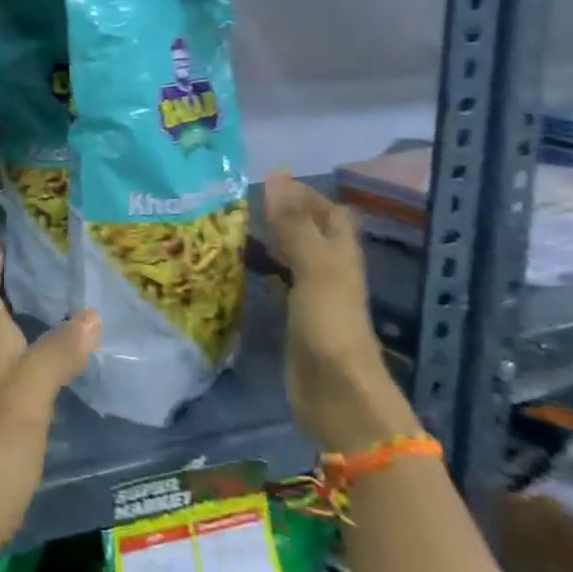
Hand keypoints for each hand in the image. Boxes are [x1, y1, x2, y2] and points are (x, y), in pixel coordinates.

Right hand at [261, 175, 415, 452]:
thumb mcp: (313, 268)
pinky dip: (261, 273)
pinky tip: (237, 271)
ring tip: (231, 231)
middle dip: (282, 216)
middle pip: (310, 234)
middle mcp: (330, 272)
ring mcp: (314, 298)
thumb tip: (275, 177)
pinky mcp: (296, 322)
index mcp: (341, 255)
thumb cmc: (330, 325)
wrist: (337, 395)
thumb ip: (293, 225)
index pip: (330, 212)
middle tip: (240, 205)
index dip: (305, 195)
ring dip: (268, 244)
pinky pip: (278, 287)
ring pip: (291, 259)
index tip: (266, 184)